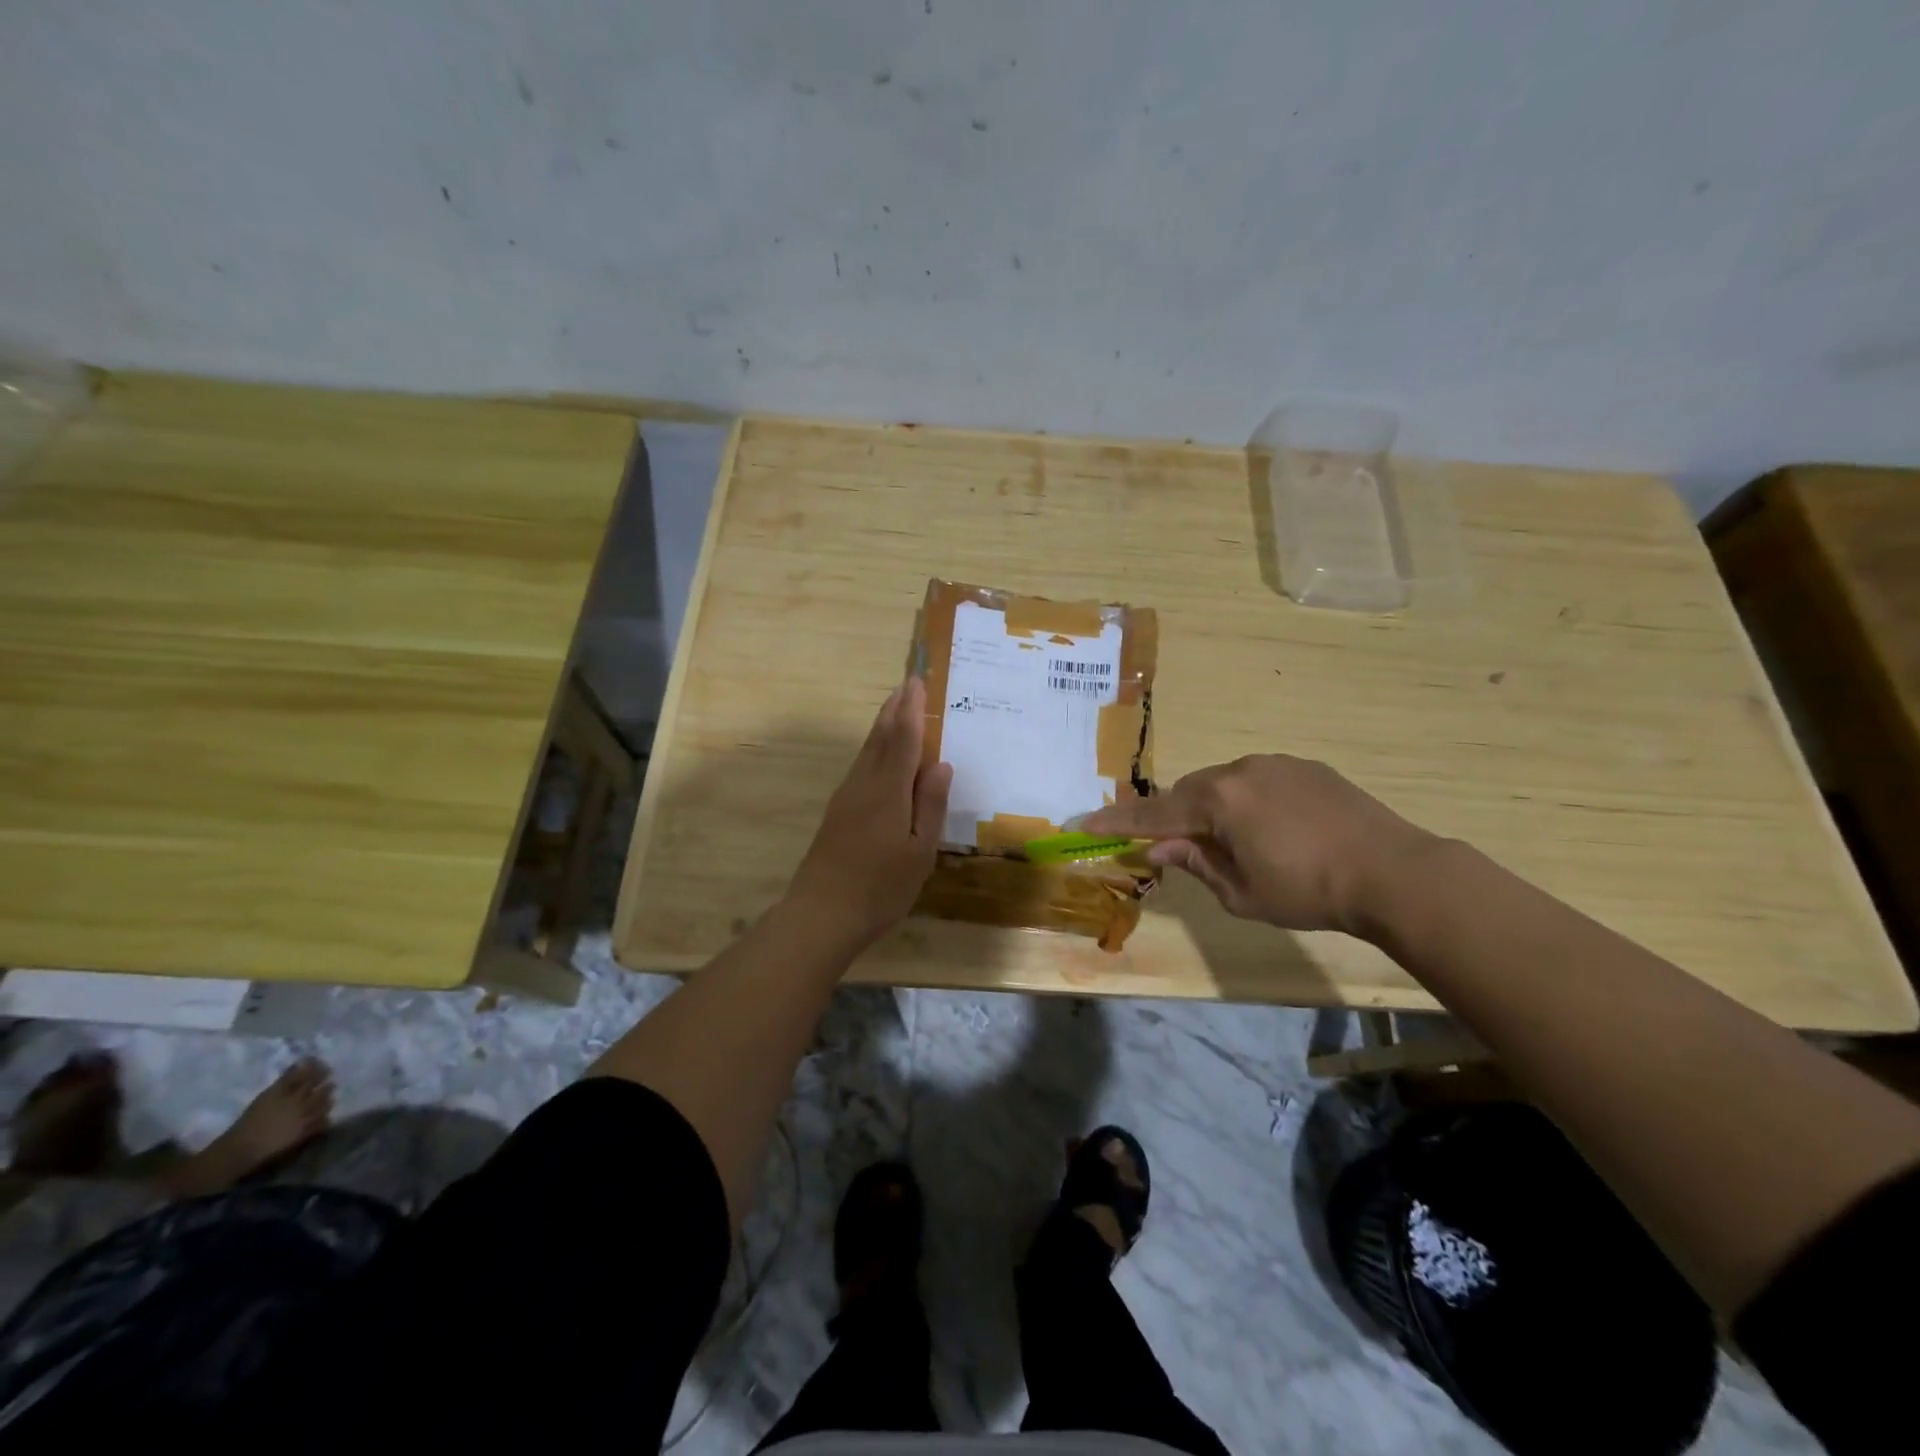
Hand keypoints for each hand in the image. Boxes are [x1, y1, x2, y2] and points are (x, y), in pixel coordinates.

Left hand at [786, 678, 953, 949]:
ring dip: (882, 726)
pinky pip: (861, 767)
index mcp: (889, 791)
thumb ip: (930, 805)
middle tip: (906, 684)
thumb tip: (942, 763)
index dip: (911, 710)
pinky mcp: (838, 812)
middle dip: (894, 709)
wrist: (821, 915)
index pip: (903, 740)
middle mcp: (864, 785)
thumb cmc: (880, 888)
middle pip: (880, 738)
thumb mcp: (919, 852)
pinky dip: (874, 749)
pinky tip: (879, 756)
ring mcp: (846, 798)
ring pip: (867, 751)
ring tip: (895, 708)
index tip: (916, 682)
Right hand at [1081, 755, 1436, 933]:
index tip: (1085, 823)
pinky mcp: (1305, 767)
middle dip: (1175, 816)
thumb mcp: (1241, 893)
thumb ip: (1195, 863)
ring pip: (1223, 782)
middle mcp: (1240, 770)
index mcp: (1218, 801)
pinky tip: (1272, 828)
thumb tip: (1159, 847)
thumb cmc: (1309, 891)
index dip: (1118, 821)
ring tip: (1233, 842)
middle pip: (1188, 792)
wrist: (1393, 871)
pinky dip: (1247, 800)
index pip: (1154, 813)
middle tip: (1176, 846)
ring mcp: (1275, 764)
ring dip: (1213, 807)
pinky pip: (1257, 779)